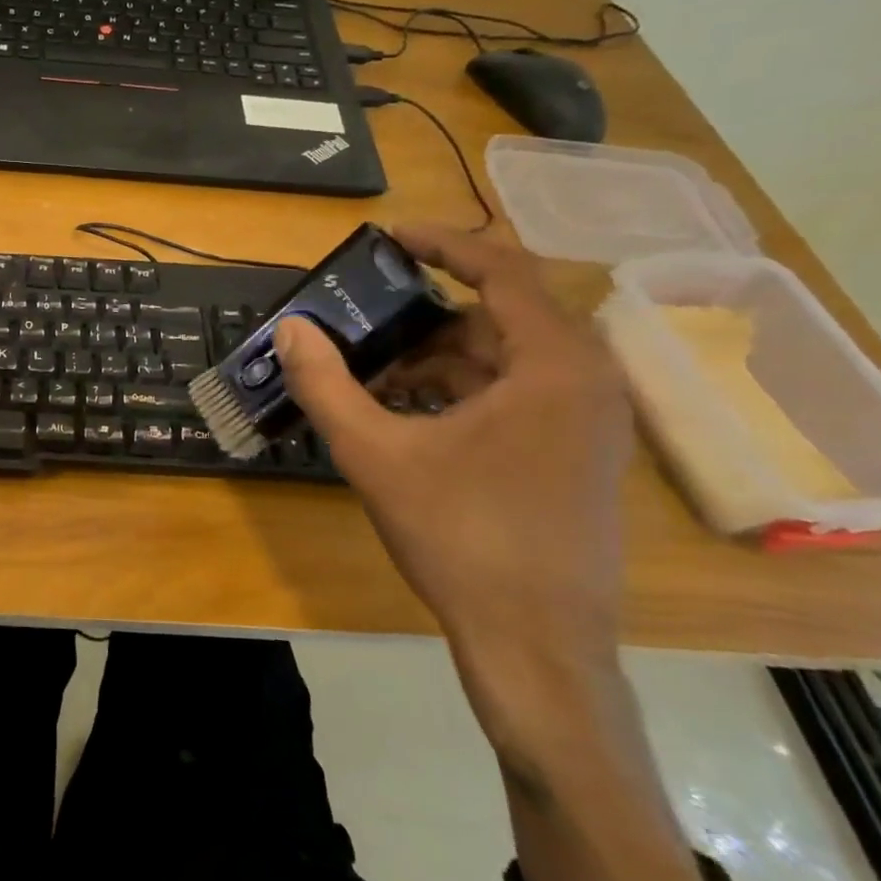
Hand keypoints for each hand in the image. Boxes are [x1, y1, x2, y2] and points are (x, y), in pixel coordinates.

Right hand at [274, 225, 633, 688]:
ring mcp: (589, 422)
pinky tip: (408, 417)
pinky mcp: (578, 454)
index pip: (503, 270)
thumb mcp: (374, 453)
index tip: (387, 236)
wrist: (536, 644)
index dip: (443, 243)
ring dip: (436, 359)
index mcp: (553, 366)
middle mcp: (586, 381)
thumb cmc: (460, 537)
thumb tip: (291, 329)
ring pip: (503, 359)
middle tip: (361, 324)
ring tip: (371, 380)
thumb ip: (325, 385)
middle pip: (497, 316)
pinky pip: (516, 395)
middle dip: (422, 318)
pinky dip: (459, 391)